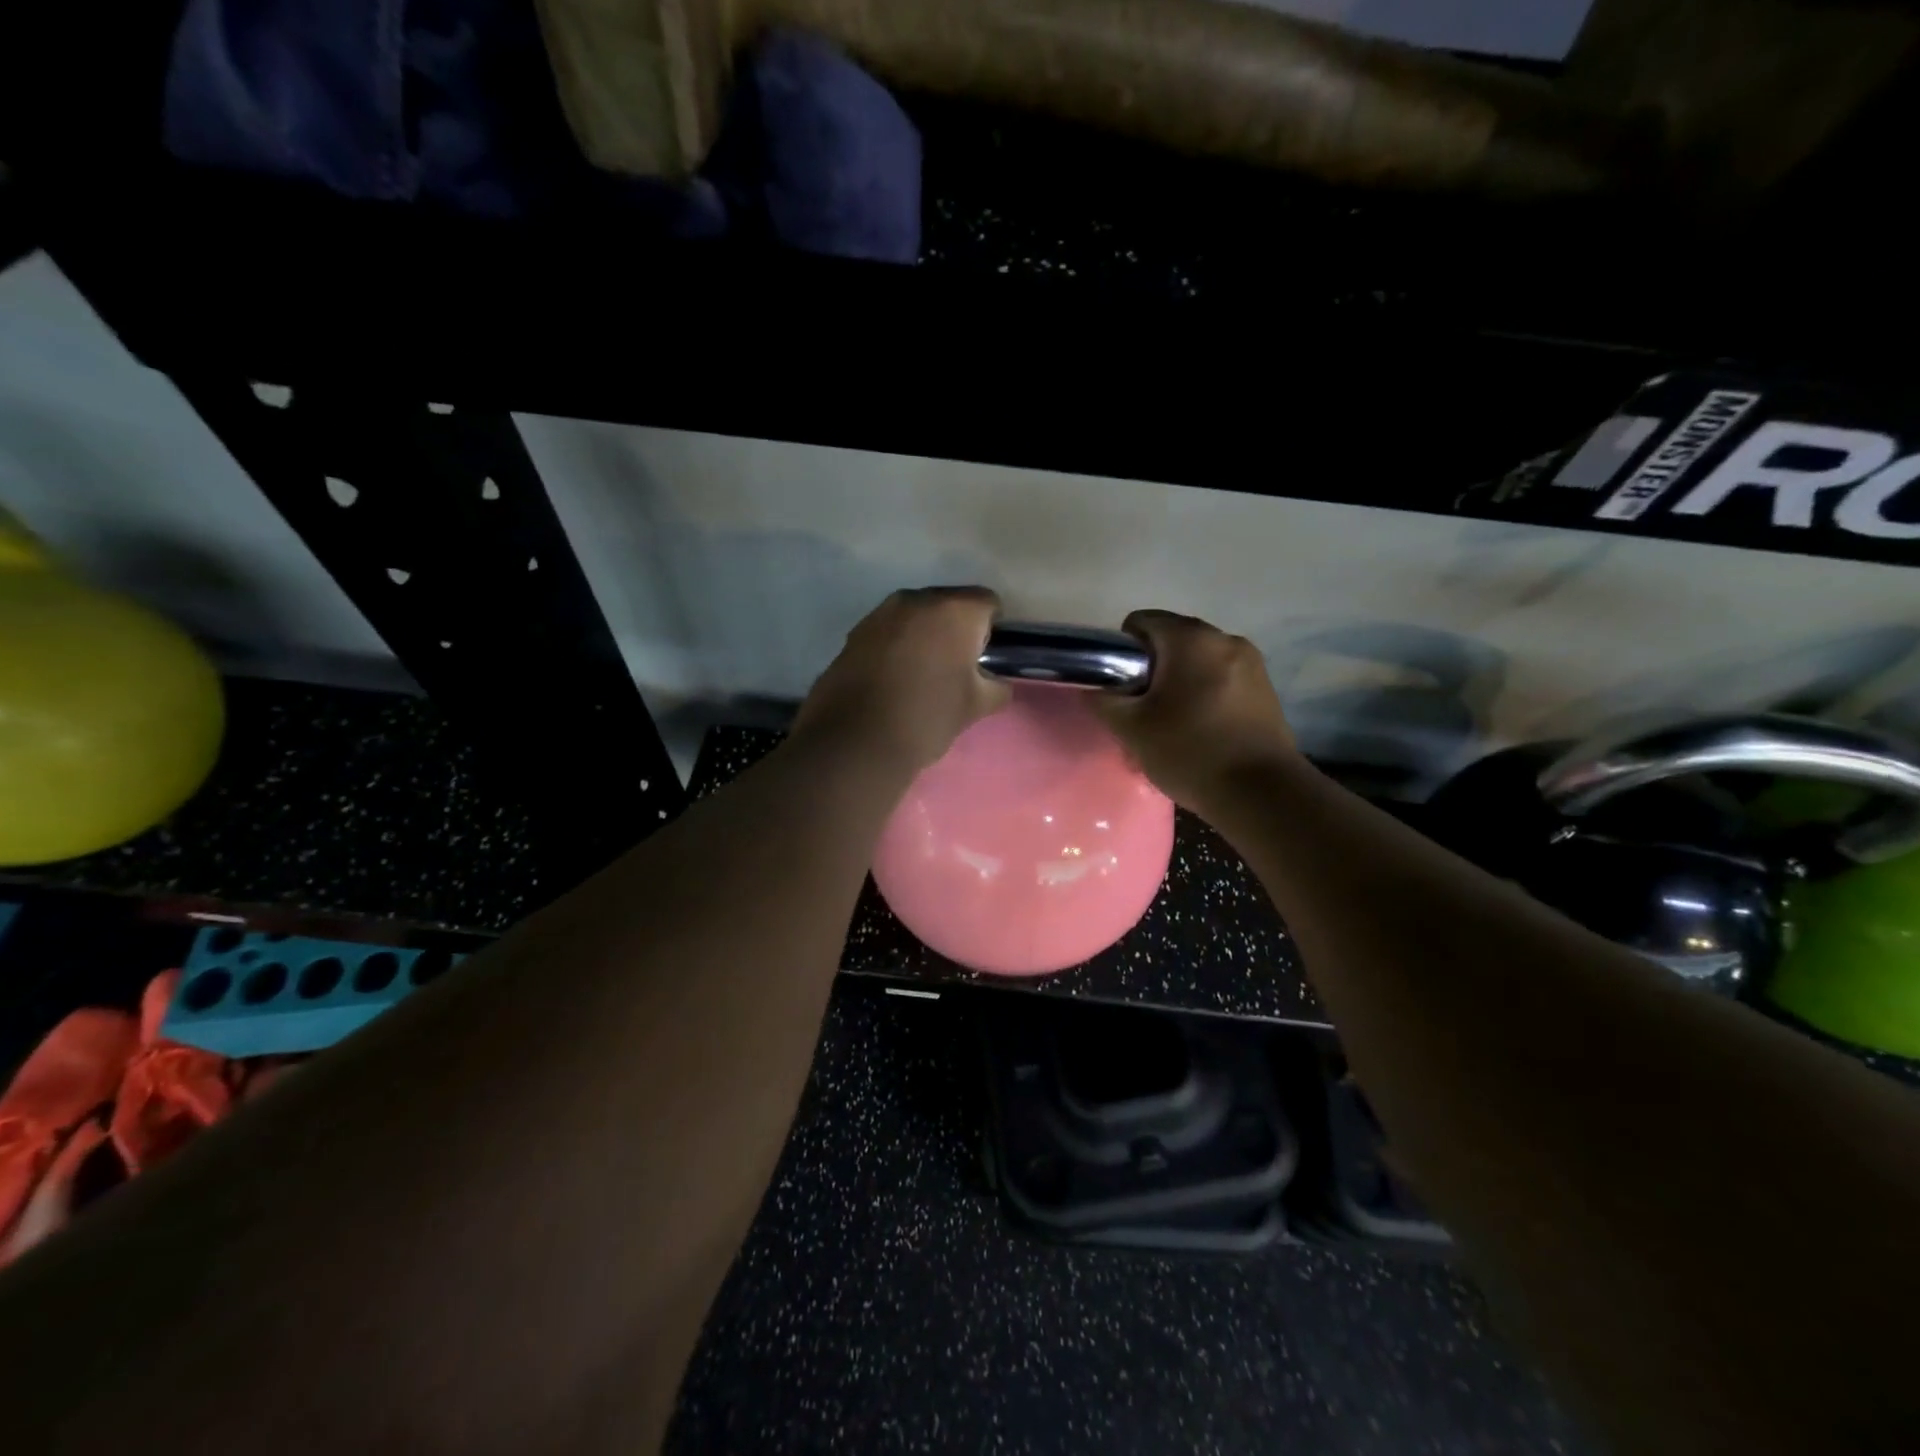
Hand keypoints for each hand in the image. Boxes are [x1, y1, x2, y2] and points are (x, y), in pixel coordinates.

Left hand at [794, 588, 1010, 772]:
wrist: (855, 741)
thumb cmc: (927, 717)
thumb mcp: (975, 707)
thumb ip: (997, 687)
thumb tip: (997, 682)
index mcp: (954, 610)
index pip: (987, 603)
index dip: (992, 629)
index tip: (986, 658)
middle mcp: (917, 600)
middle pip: (949, 604)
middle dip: (957, 629)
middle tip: (957, 667)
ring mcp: (880, 613)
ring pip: (916, 616)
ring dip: (925, 635)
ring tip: (923, 674)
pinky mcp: (855, 633)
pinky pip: (889, 631)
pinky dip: (897, 646)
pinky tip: (894, 678)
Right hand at [1092, 610, 1297, 811]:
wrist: (1260, 793)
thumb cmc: (1190, 752)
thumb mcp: (1130, 728)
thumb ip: (1104, 700)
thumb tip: (1097, 687)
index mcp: (1190, 638)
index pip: (1141, 622)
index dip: (1121, 652)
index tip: (1122, 688)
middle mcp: (1225, 639)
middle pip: (1172, 641)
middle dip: (1152, 670)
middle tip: (1142, 712)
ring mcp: (1251, 663)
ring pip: (1197, 662)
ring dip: (1178, 684)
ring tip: (1172, 725)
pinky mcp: (1266, 689)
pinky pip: (1221, 680)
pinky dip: (1204, 695)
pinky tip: (1202, 731)